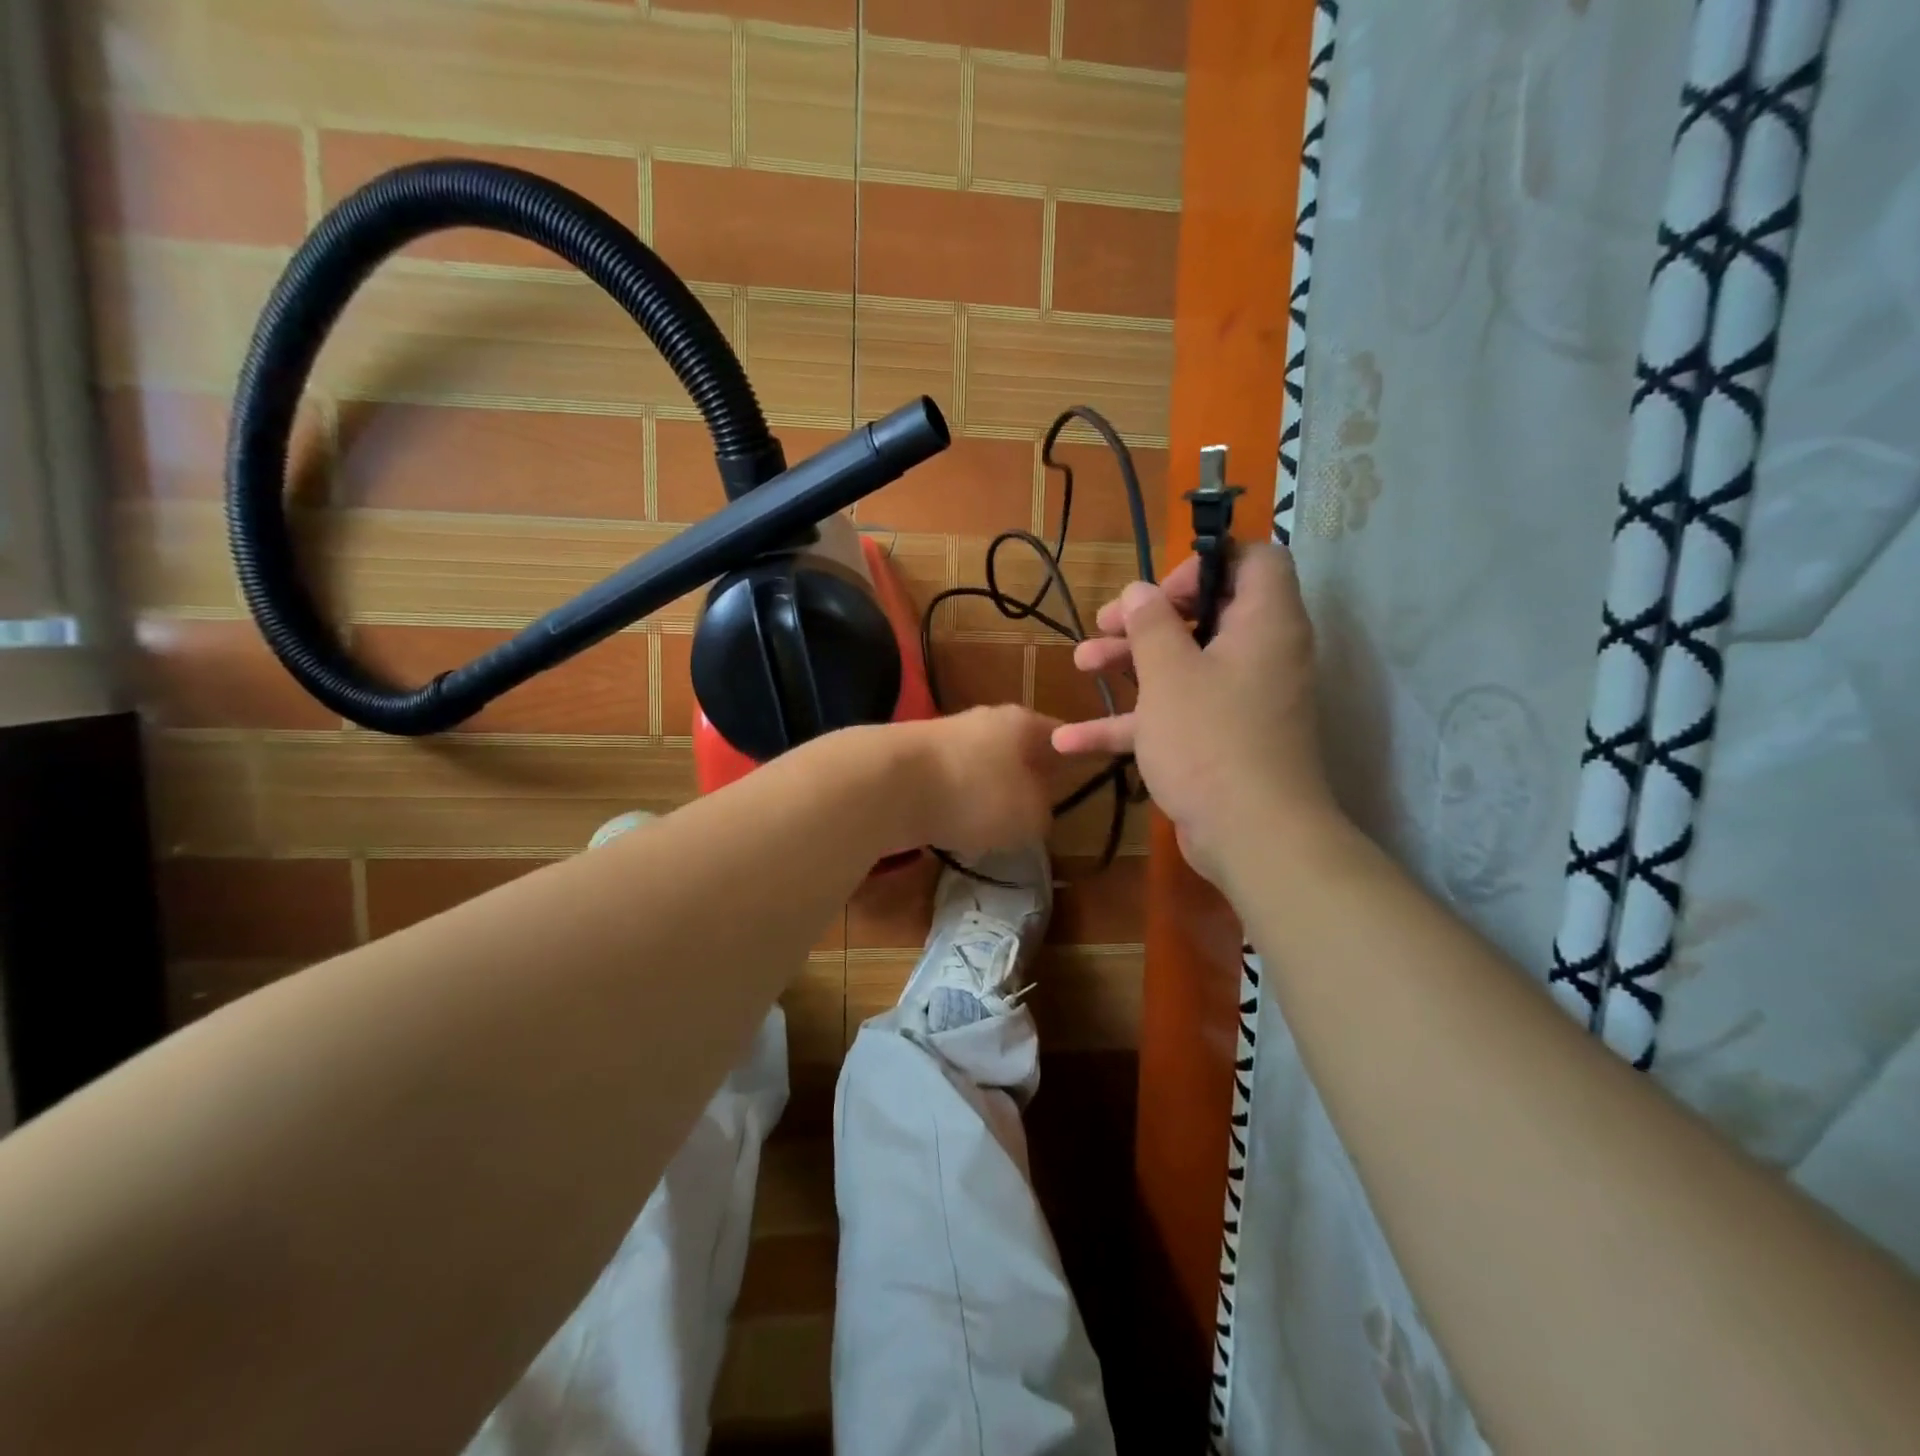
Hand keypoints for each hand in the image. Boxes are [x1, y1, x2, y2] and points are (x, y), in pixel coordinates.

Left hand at [900, 705, 1061, 857]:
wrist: (888, 784)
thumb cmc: (975, 794)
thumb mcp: (1030, 816)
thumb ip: (1044, 811)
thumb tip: (1037, 809)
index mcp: (1022, 722)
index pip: (1061, 736)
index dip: (1074, 759)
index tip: (1082, 781)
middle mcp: (986, 719)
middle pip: (1017, 749)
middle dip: (1027, 778)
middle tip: (1036, 810)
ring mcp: (946, 735)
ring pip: (981, 766)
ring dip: (988, 792)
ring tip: (993, 826)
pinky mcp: (914, 758)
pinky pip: (949, 782)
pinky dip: (955, 802)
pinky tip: (953, 826)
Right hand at [1051, 544, 1340, 888]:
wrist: (1252, 835)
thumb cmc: (1210, 738)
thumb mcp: (1169, 673)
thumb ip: (1150, 624)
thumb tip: (1139, 592)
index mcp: (1263, 622)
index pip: (1252, 560)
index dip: (1204, 563)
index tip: (1158, 591)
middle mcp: (1259, 656)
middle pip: (1205, 614)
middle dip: (1146, 619)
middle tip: (1103, 624)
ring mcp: (1240, 702)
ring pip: (1183, 666)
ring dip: (1129, 663)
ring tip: (1080, 664)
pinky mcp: (1220, 742)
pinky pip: (1175, 716)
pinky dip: (1131, 722)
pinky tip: (1071, 740)